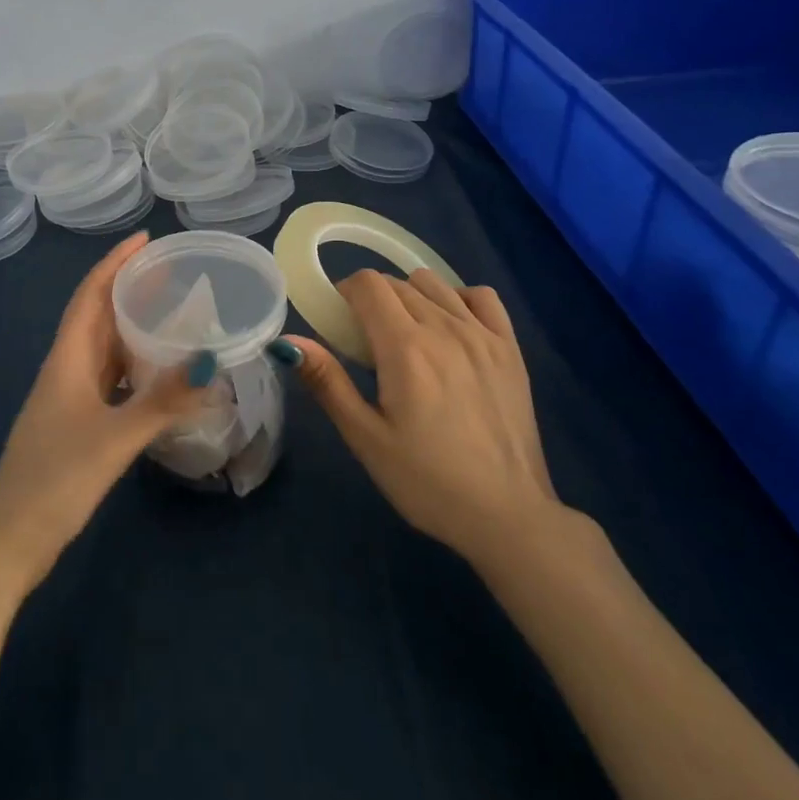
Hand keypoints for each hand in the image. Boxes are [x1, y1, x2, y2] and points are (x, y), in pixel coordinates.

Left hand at [0, 232, 205, 594]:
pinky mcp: (77, 423)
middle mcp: (67, 369)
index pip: (90, 295)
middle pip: (98, 316)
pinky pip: (111, 379)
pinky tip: (160, 372)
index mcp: (67, 359)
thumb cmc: (55, 479)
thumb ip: (162, 401)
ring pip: (105, 348)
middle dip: (130, 289)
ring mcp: (70, 398)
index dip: (115, 263)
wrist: (10, 540)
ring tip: (174, 312)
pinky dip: (136, 366)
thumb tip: (210, 363)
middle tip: (173, 272)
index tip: (146, 239)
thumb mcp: (113, 438)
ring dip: (133, 326)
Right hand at [291, 269, 562, 563]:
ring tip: (407, 337)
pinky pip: (481, 296)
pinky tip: (452, 328)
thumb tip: (288, 341)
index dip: (346, 293)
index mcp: (405, 347)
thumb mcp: (366, 438)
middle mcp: (445, 327)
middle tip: (368, 344)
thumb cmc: (427, 482)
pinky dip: (459, 299)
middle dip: (374, 300)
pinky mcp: (511, 349)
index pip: (368, 284)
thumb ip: (327, 382)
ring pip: (435, 284)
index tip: (341, 323)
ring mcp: (483, 335)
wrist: (507, 516)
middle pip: (398, 283)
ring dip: (411, 297)